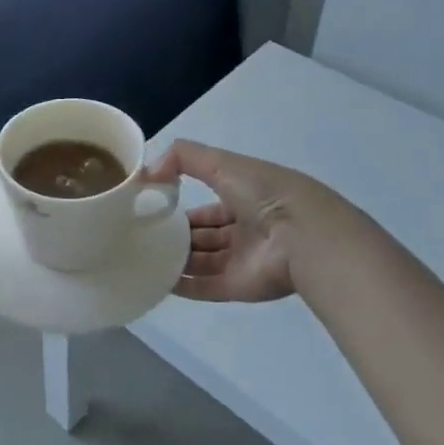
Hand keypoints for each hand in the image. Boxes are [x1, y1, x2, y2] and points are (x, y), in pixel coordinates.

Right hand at [144, 141, 347, 302]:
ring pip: (202, 261)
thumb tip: (149, 172)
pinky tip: (155, 279)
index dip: (183, 205)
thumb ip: (184, 157)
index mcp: (246, 198)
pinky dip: (181, 285)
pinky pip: (204, 287)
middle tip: (142, 234)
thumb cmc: (264, 194)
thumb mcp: (222, 163)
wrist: (302, 236)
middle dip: (176, 235)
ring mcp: (242, 260)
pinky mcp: (238, 287)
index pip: (209, 204)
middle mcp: (245, 230)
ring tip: (141, 256)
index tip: (152, 207)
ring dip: (175, 260)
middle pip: (204, 235)